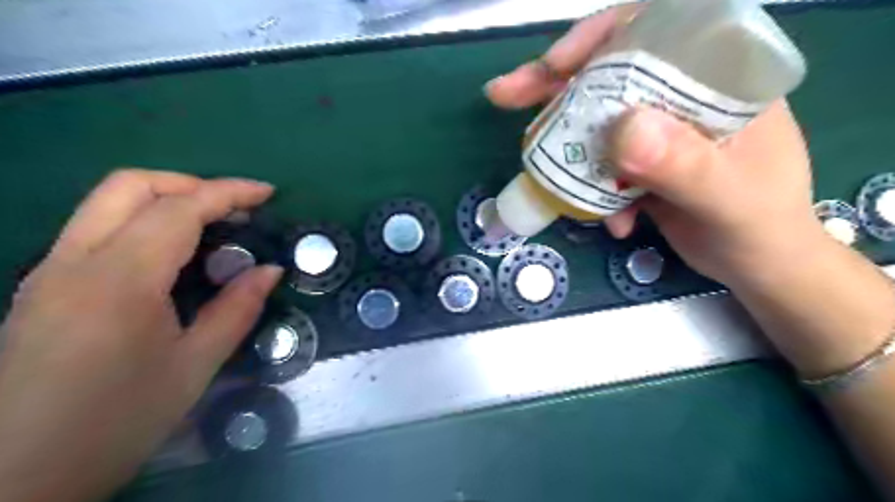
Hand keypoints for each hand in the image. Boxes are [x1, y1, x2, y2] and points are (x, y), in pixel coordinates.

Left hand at [0, 168, 281, 501]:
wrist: (16, 480)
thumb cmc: (118, 422)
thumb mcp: (195, 367)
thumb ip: (237, 309)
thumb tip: (270, 270)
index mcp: (119, 281)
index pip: (178, 209)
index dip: (229, 192)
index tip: (267, 193)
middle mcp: (74, 261)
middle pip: (130, 186)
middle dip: (192, 184)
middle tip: (235, 209)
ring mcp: (50, 271)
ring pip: (107, 203)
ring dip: (166, 200)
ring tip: (211, 226)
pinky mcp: (42, 286)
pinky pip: (97, 229)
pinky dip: (144, 222)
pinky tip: (172, 255)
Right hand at [486, 9, 827, 290]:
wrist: (757, 265)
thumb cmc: (760, 228)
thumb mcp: (729, 200)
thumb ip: (684, 166)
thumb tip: (622, 130)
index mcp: (718, 79)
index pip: (656, 30)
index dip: (599, 36)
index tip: (556, 64)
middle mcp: (682, 95)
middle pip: (610, 72)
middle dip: (555, 85)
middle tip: (506, 95)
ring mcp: (657, 130)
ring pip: (595, 119)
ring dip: (565, 148)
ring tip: (545, 177)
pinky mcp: (639, 162)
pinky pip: (598, 162)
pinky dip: (589, 190)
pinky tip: (610, 222)